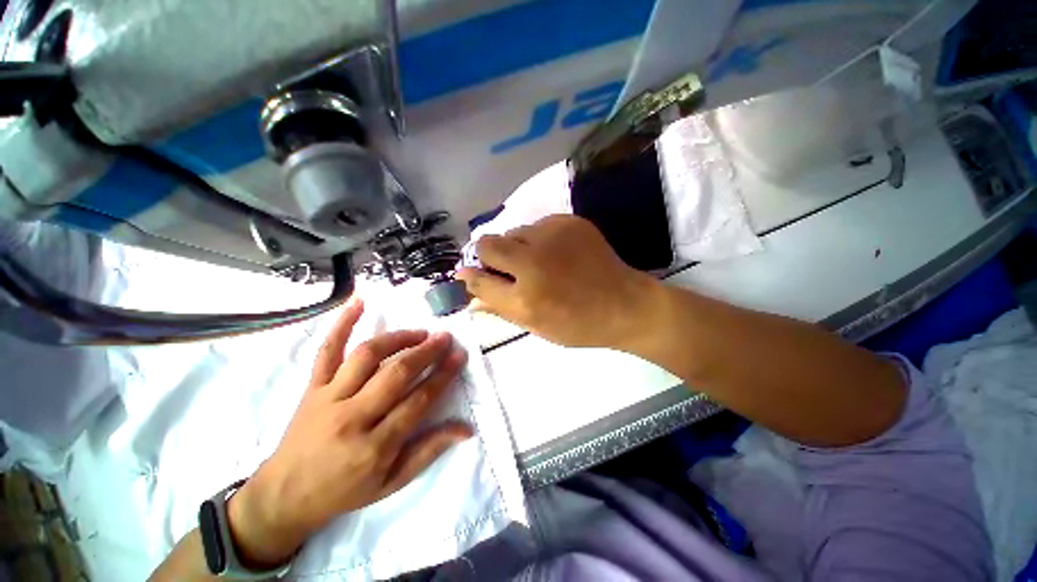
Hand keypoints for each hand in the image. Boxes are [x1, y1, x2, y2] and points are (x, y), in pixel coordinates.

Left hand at [227, 298, 471, 567]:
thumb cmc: (344, 491)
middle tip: (445, 337)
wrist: (283, 496)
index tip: (459, 356)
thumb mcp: (392, 482)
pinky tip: (358, 302)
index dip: (443, 375)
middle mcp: (352, 418)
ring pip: (367, 356)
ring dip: (397, 338)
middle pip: (396, 374)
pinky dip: (342, 324)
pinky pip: (326, 351)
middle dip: (426, 352)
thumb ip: (430, 451)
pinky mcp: (311, 387)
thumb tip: (466, 429)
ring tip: (419, 333)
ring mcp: (328, 398)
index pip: (418, 401)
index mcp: (374, 447)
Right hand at [457, 215, 658, 348]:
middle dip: (488, 256)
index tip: (466, 274)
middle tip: (506, 268)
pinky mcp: (568, 222)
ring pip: (513, 231)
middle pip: (487, 244)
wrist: (625, 304)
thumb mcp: (536, 326)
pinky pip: (536, 225)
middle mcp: (533, 262)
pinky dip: (538, 239)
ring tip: (537, 261)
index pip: (478, 279)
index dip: (469, 277)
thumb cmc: (578, 324)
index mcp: (525, 298)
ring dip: (515, 247)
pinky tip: (556, 253)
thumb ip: (499, 309)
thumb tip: (469, 296)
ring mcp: (552, 236)